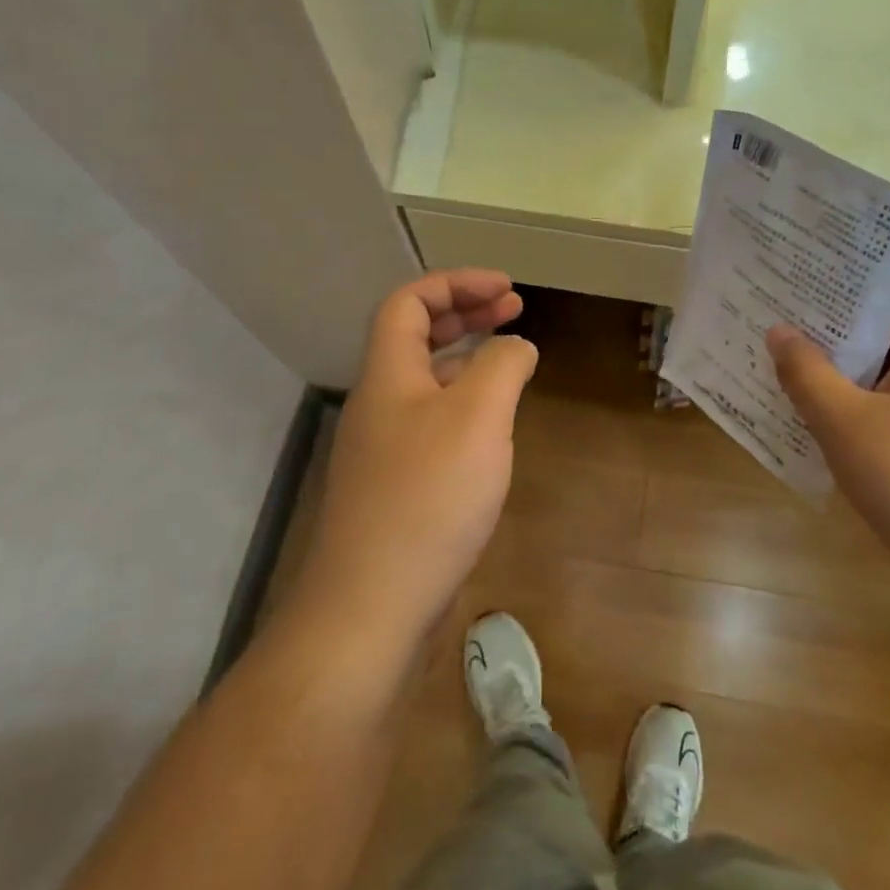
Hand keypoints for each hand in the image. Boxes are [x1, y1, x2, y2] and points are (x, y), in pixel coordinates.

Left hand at [296, 270, 537, 644]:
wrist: (373, 605)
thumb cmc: (428, 498)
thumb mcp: (478, 417)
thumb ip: (502, 366)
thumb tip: (516, 345)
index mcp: (389, 375)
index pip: (409, 303)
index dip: (456, 284)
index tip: (508, 290)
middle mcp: (380, 404)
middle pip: (416, 338)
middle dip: (466, 315)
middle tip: (515, 311)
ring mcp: (384, 450)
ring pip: (426, 384)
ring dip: (467, 362)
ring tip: (512, 364)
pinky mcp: (397, 489)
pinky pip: (433, 427)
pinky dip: (465, 410)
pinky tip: (494, 432)